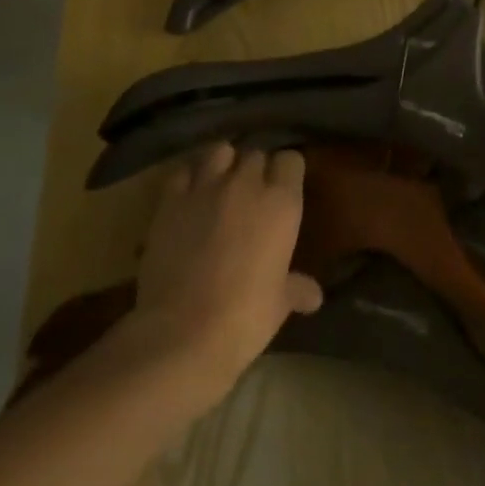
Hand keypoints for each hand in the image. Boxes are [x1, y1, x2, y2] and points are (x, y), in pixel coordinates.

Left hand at [127, 142, 322, 401]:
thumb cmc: (244, 318)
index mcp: (282, 203)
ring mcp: (206, 187)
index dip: (287, 173)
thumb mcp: (279, 305)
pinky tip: (188, 196)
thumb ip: (296, 289)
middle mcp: (247, 184)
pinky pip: (183, 172)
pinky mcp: (171, 200)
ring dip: (222, 164)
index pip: (292, 160)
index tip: (284, 190)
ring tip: (219, 185)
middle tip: (251, 196)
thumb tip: (314, 296)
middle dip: (255, 170)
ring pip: (220, 151)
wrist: (182, 334)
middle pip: (255, 154)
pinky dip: (188, 179)